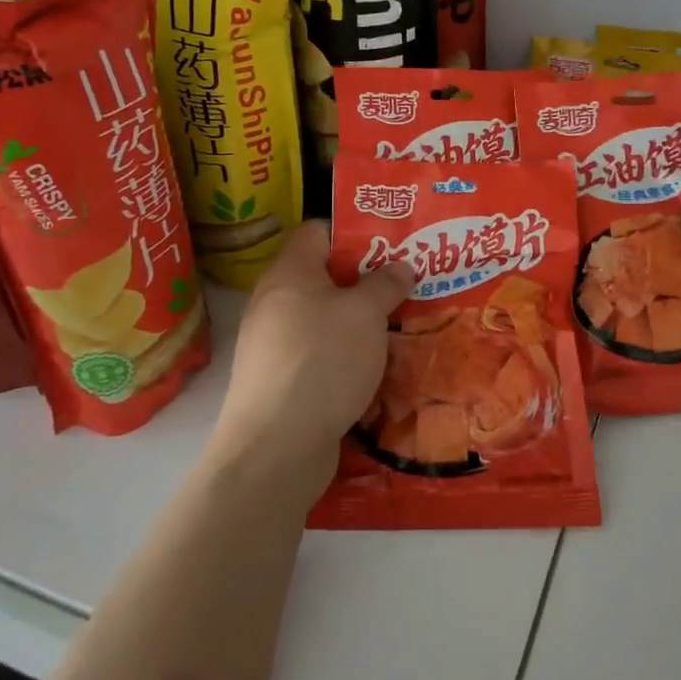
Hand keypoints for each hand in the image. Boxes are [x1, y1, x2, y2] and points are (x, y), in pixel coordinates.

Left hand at [212, 220, 412, 488]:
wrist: (276, 448)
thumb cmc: (323, 360)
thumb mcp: (366, 314)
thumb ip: (385, 283)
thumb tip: (400, 265)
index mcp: (290, 273)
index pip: (318, 231)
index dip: (355, 232)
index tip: (392, 242)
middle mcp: (275, 302)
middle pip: (324, 276)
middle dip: (365, 279)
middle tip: (406, 283)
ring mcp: (274, 344)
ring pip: (324, 318)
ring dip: (359, 320)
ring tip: (398, 323)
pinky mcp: (281, 380)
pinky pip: (319, 352)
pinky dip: (346, 353)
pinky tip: (375, 365)